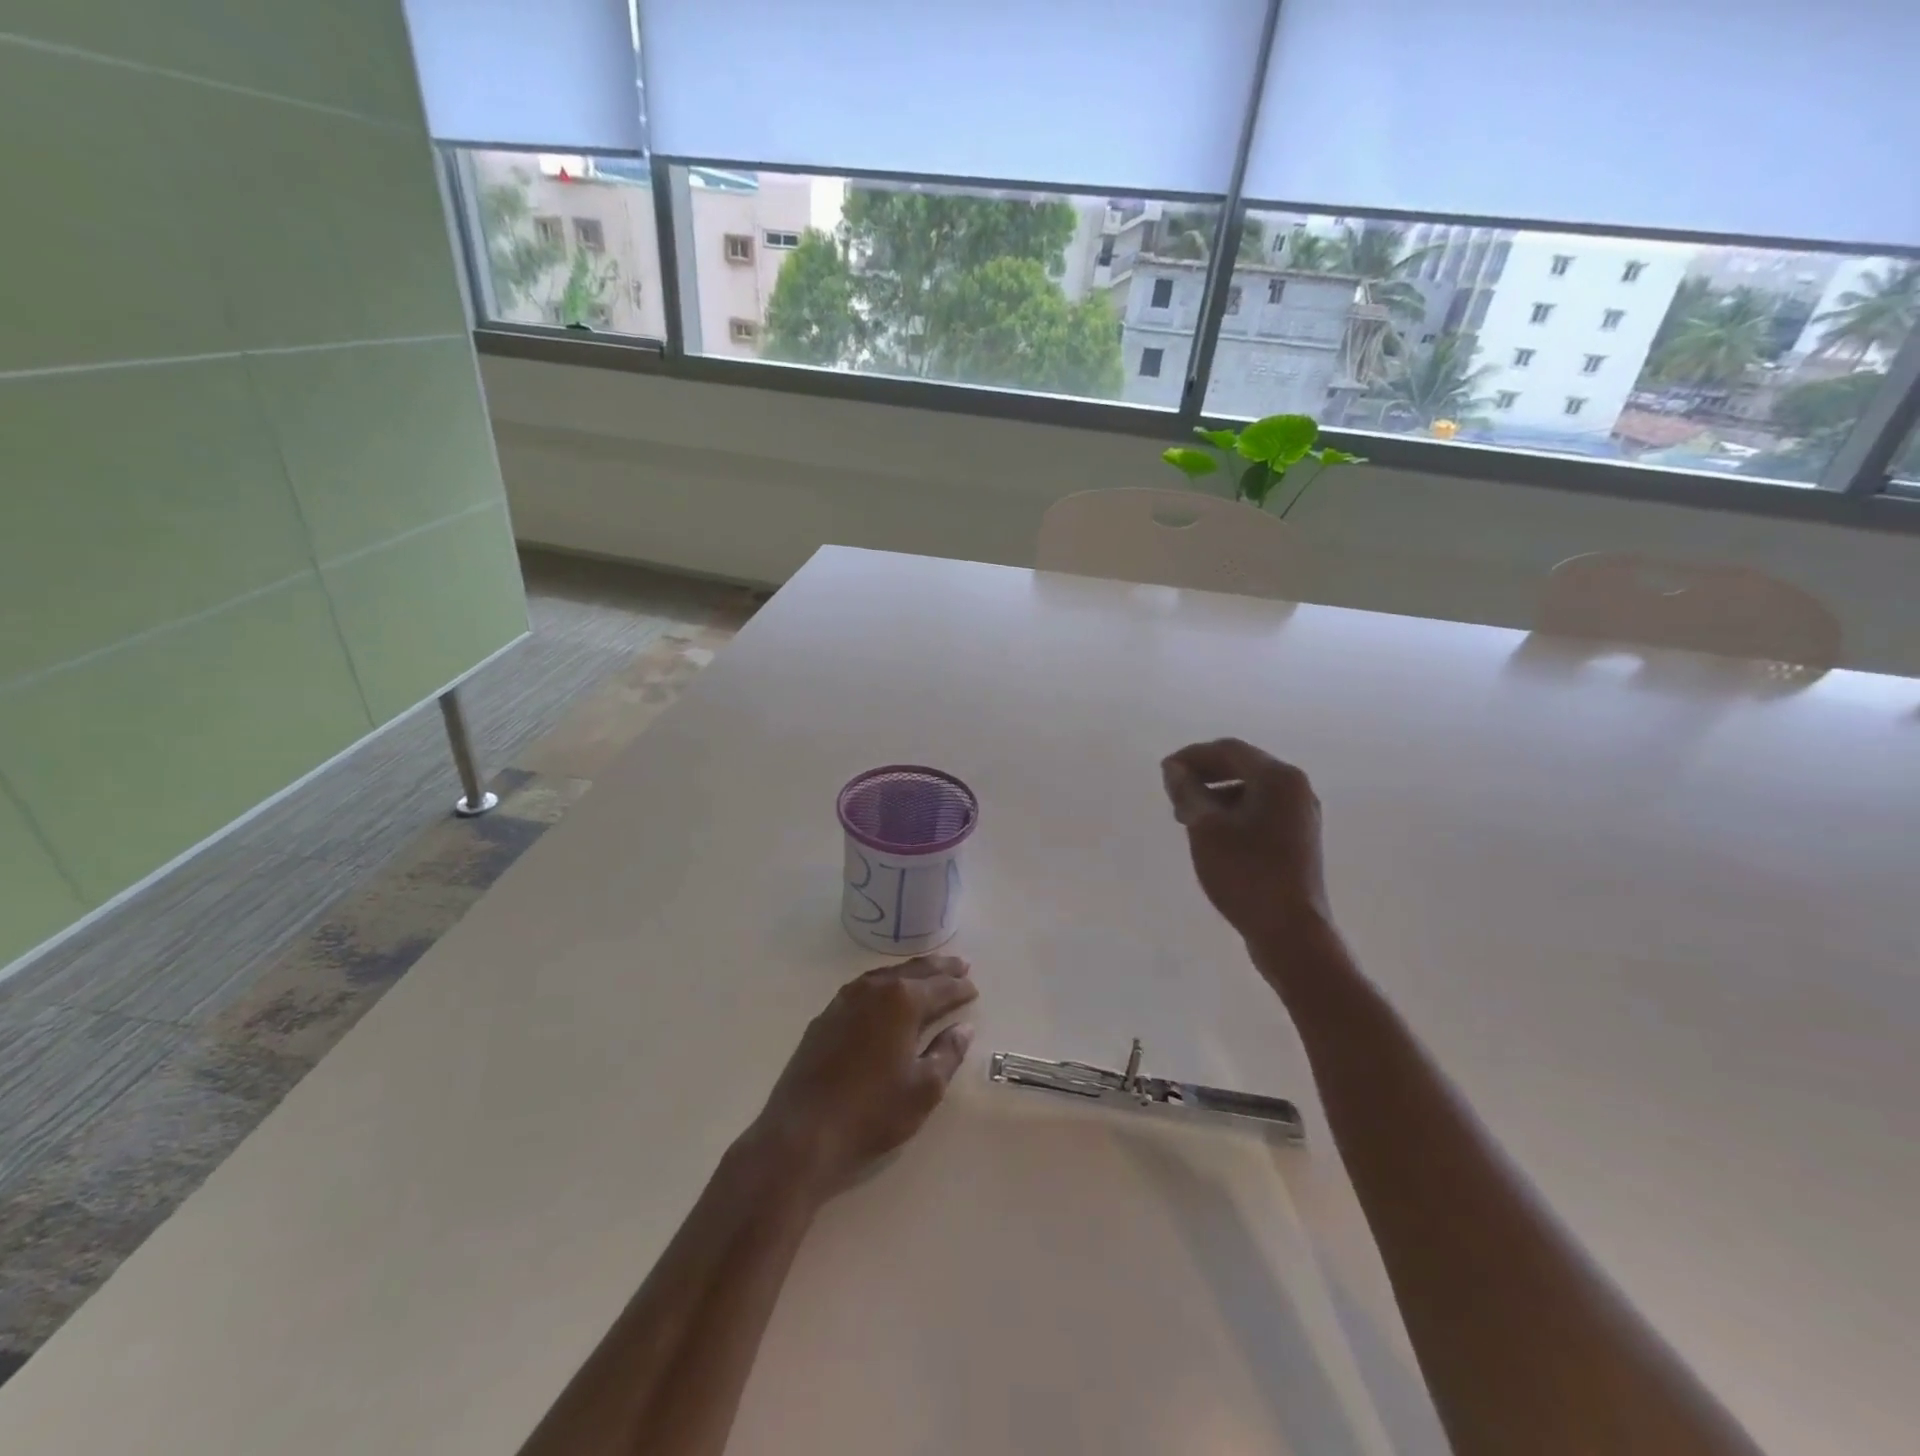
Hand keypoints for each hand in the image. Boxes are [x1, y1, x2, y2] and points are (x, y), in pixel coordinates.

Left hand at [748, 956, 977, 1197]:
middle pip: (914, 971)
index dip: (960, 987)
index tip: (974, 988)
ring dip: (912, 973)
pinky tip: (888, 994)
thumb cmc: (872, 1112)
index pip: (940, 987)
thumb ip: (948, 1053)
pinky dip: (885, 984)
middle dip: (940, 969)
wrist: (802, 1132)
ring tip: (929, 974)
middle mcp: (874, 989)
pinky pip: (865, 987)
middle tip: (961, 966)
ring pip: (887, 975)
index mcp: (902, 1001)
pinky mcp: (826, 1015)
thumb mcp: (924, 1089)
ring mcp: (846, 999)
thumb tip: (963, 1028)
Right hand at [1161, 738, 1330, 946]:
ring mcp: (1301, 815)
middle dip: (1203, 774)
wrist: (1291, 931)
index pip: (1228, 750)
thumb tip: (1173, 768)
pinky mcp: (1298, 839)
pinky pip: (1260, 810)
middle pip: (1242, 766)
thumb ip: (1187, 791)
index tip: (1163, 773)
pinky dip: (1232, 812)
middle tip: (1173, 793)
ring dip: (1215, 794)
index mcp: (1278, 778)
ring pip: (1250, 790)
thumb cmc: (1245, 873)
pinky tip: (1211, 833)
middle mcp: (1296, 789)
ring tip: (1186, 816)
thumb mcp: (1205, 828)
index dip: (1191, 756)